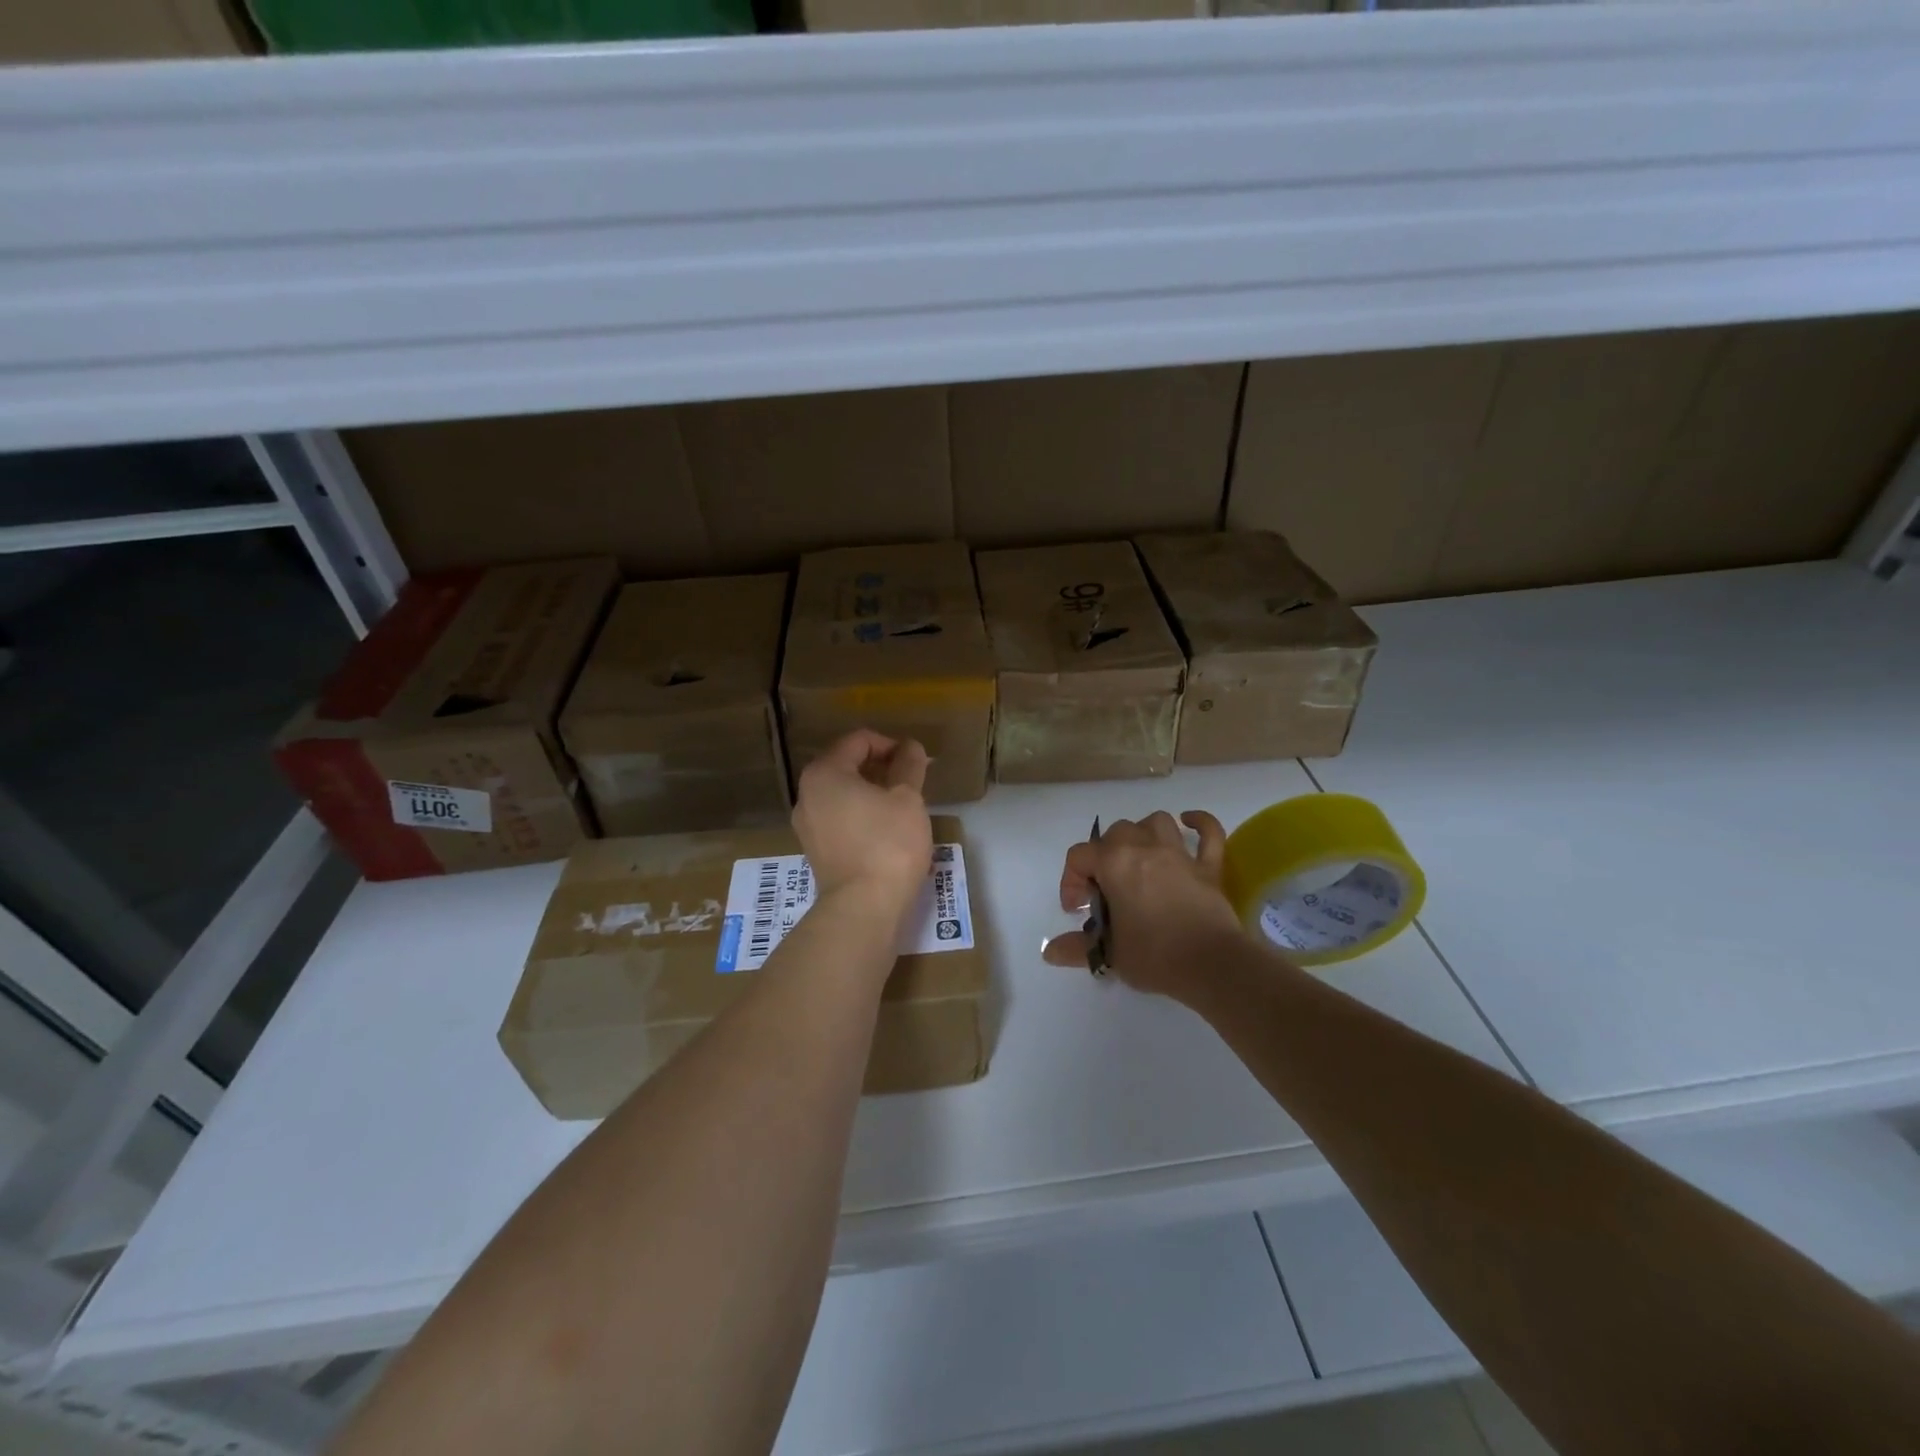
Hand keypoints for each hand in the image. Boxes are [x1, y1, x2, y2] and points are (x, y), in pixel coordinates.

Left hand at [792, 729, 933, 911]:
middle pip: (847, 765)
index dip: (891, 744)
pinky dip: (862, 815)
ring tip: (902, 807)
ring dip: (873, 793)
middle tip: (912, 782)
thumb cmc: (888, 844)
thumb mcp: (907, 798)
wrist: (864, 908)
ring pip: (843, 794)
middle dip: (881, 768)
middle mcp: (807, 794)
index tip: (916, 761)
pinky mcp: (816, 851)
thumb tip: (910, 747)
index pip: (859, 740)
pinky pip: (840, 819)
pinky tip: (886, 830)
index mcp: (824, 773)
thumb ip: (908, 765)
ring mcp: (807, 825)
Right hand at [1043, 810, 1252, 1001]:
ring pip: (1155, 822)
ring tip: (1138, 857)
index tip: (1078, 910)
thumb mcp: (1109, 955)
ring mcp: (1179, 854)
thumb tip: (1050, 952)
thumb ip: (1077, 948)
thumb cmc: (1154, 956)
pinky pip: (1208, 832)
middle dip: (1104, 856)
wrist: (1211, 965)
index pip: (1079, 857)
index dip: (1070, 881)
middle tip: (1106, 889)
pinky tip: (1189, 823)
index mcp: (1114, 864)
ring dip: (1143, 834)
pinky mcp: (1208, 866)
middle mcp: (1144, 848)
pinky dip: (1200, 823)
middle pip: (1115, 834)